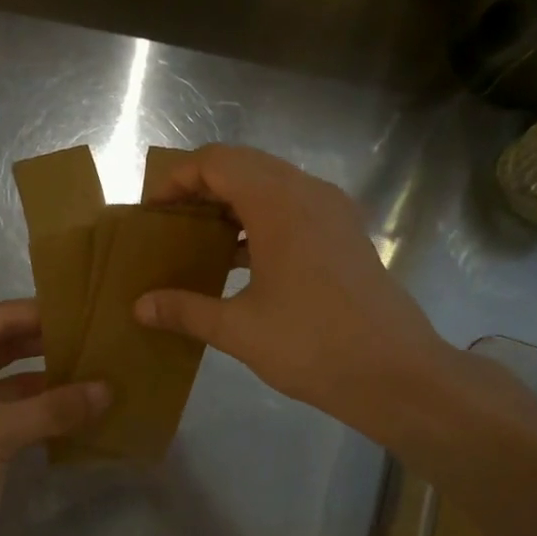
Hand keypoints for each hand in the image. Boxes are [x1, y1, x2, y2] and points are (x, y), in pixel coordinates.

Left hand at [0, 299, 108, 535]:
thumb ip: (52, 408)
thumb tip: (109, 389)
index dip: (43, 313)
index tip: (91, 308)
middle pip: (9, 347)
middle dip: (51, 345)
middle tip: (104, 338)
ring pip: (17, 384)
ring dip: (53, 381)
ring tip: (104, 371)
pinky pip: (19, 417)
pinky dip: (47, 414)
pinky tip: (86, 411)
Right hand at [133, 146, 453, 441]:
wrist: (397, 374)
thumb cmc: (314, 345)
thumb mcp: (239, 330)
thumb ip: (185, 310)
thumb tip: (139, 307)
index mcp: (279, 204)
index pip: (217, 162)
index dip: (178, 178)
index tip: (152, 211)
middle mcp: (308, 193)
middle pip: (243, 165)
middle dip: (201, 187)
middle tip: (170, 222)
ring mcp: (332, 211)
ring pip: (270, 184)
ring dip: (231, 202)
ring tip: (198, 239)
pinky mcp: (345, 233)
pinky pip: (292, 207)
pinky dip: (259, 220)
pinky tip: (239, 259)